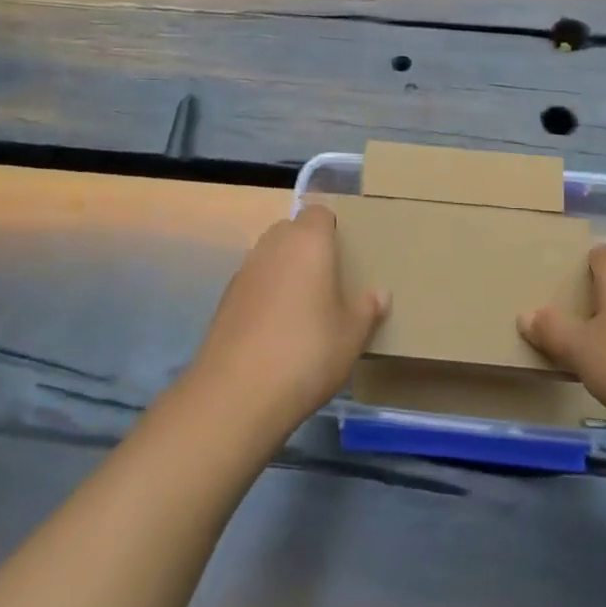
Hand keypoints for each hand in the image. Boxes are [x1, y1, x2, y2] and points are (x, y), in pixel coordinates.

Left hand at [187, 205, 386, 439]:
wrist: (237, 394)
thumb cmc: (307, 353)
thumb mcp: (351, 336)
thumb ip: (367, 309)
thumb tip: (380, 294)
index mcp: (308, 242)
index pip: (319, 213)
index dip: (332, 228)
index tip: (346, 254)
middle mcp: (273, 246)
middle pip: (291, 230)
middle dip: (308, 246)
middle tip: (330, 279)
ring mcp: (244, 272)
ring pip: (270, 256)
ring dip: (285, 270)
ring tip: (304, 306)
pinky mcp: (225, 300)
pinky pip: (254, 283)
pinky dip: (266, 294)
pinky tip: (277, 329)